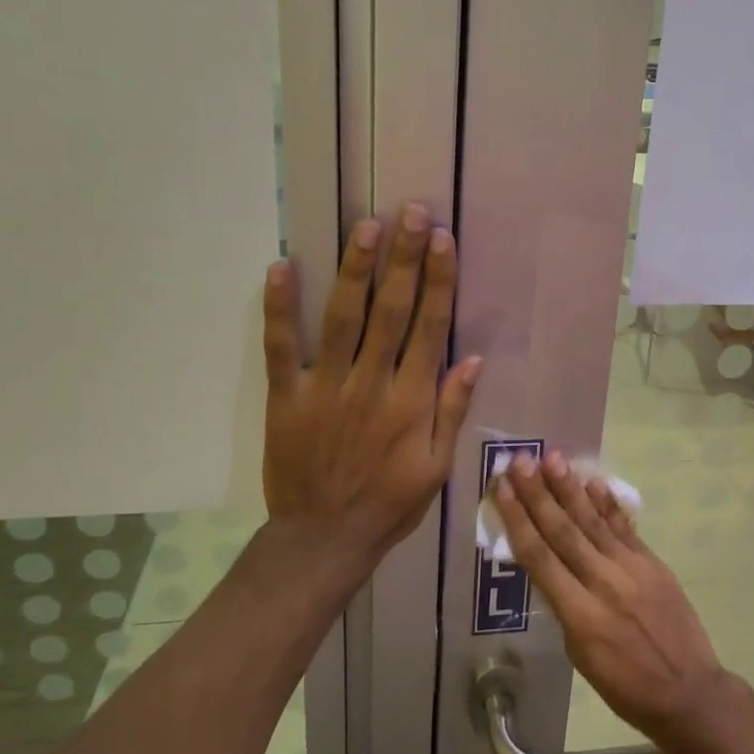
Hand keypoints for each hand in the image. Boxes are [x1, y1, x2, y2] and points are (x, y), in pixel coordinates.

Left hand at [262, 203, 481, 562]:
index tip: (443, 242)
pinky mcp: (286, 396)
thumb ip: (452, 411)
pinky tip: (281, 267)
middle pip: (390, 311)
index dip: (437, 282)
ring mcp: (325, 387)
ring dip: (355, 270)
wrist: (322, 540)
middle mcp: (370, 384)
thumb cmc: (388, 504)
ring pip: (343, 318)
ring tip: (367, 227)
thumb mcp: (436, 468)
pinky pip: (281, 347)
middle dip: (403, 259)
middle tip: (412, 214)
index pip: (428, 328)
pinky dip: (279, 308)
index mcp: (411, 402)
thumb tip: (473, 358)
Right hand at [495, 451, 730, 749]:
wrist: (689, 692)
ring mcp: (632, 569)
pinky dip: (607, 504)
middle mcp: (603, 583)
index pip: (539, 558)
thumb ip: (564, 608)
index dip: (518, 520)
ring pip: (593, 522)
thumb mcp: (580, 656)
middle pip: (563, 531)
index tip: (502, 490)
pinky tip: (593, 482)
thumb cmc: (626, 686)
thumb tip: (550, 570)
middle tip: (519, 462)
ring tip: (552, 459)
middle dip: (538, 495)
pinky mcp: (653, 563)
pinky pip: (624, 527)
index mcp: (580, 615)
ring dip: (570, 489)